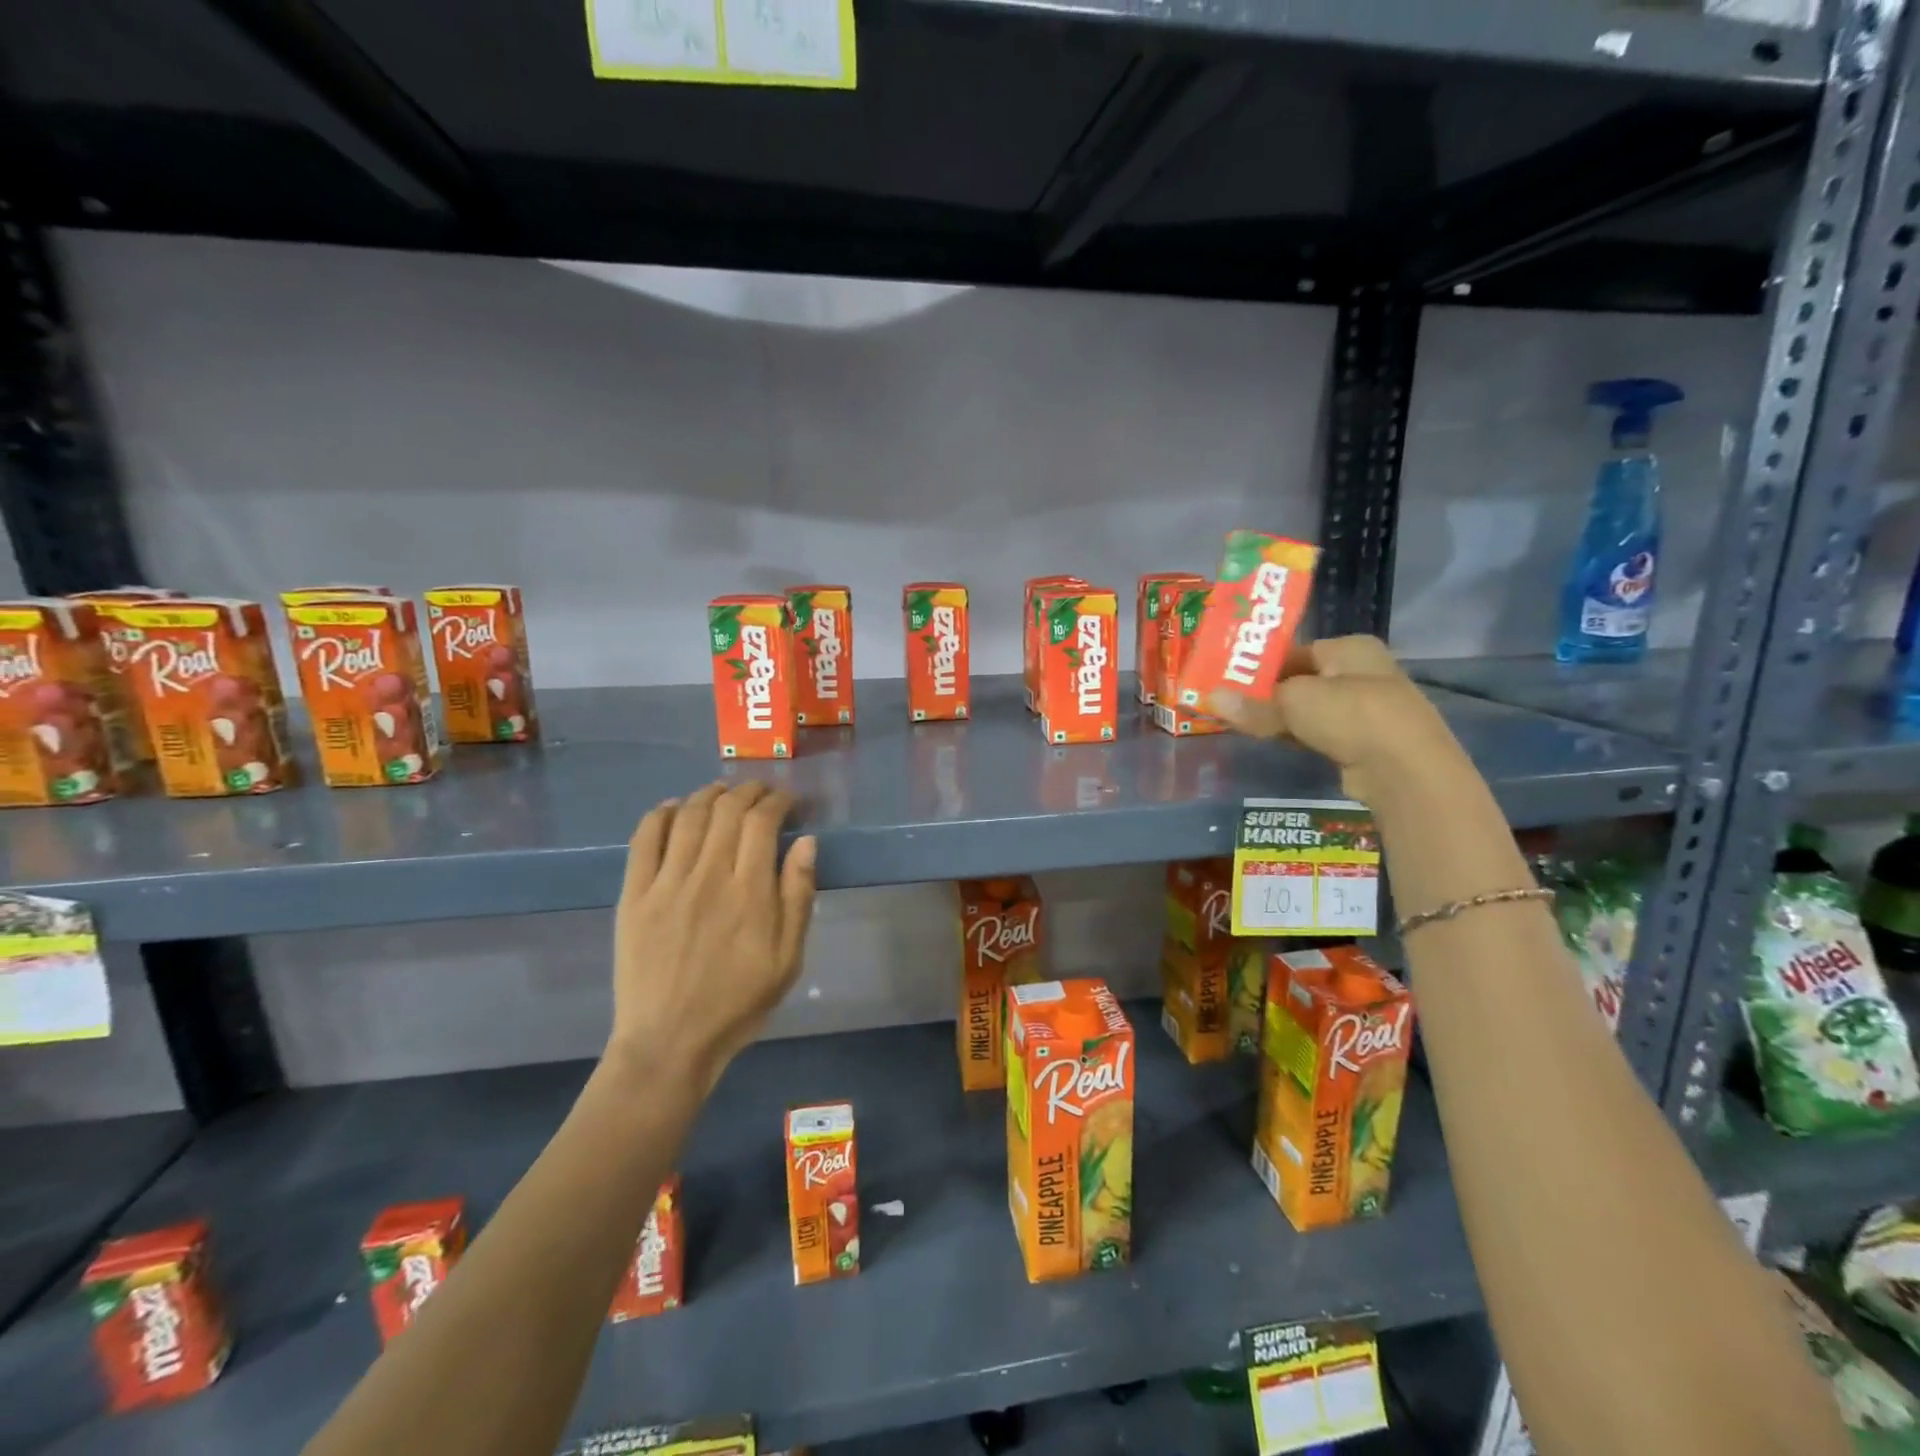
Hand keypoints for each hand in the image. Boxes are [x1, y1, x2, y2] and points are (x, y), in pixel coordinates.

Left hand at [607, 781, 816, 1091]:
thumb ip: (798, 896)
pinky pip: (644, 839)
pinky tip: (673, 807)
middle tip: (760, 791)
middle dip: (748, 791)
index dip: (777, 801)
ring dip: (708, 794)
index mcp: (749, 892)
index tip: (787, 800)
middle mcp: (707, 875)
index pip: (762, 822)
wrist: (669, 1042)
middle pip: (727, 811)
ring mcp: (665, 883)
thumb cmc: (738, 1003)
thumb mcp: (788, 958)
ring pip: (688, 816)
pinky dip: (660, 814)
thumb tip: (806, 842)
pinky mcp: (633, 895)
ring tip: (722, 791)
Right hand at [1207, 635, 1460, 803]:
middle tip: (1229, 702)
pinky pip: (1320, 733)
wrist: (1404, 770)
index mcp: (1350, 649)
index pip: (1294, 650)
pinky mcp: (1364, 742)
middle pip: (1300, 679)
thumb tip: (1210, 699)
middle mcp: (1362, 672)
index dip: (1259, 664)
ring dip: (1280, 717)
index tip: (1227, 678)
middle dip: (1266, 693)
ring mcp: (1366, 709)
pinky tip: (1273, 742)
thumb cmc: (1350, 715)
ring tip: (1242, 723)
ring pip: (1309, 709)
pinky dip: (1297, 736)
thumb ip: (1252, 703)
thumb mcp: (1293, 702)